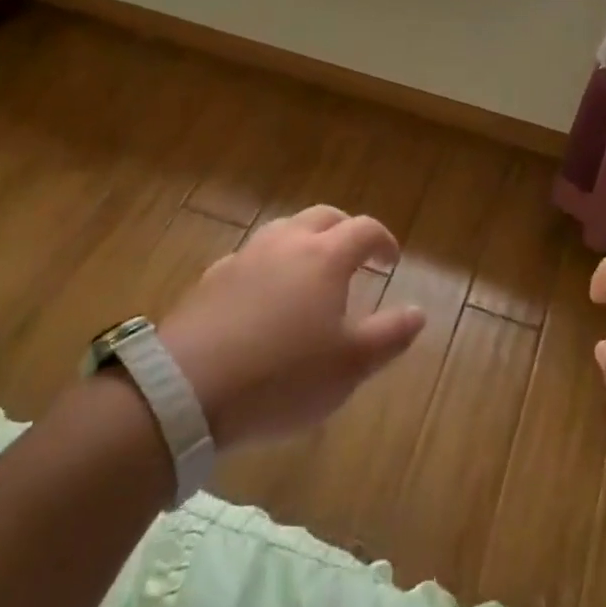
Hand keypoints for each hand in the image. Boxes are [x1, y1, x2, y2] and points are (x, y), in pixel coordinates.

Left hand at [155, 205, 425, 448]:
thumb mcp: (349, 366)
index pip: (364, 229)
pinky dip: (269, 265)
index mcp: (326, 256)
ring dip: (305, 242)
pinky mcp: (212, 278)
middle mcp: (287, 243)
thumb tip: (419, 312)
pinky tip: (263, 297)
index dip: (383, 240)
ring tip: (310, 272)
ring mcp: (246, 256)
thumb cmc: (282, 377)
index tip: (391, 261)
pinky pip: (251, 257)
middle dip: (345, 230)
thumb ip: (390, 336)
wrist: (186, 389)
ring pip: (284, 230)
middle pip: (323, 217)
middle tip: (355, 256)